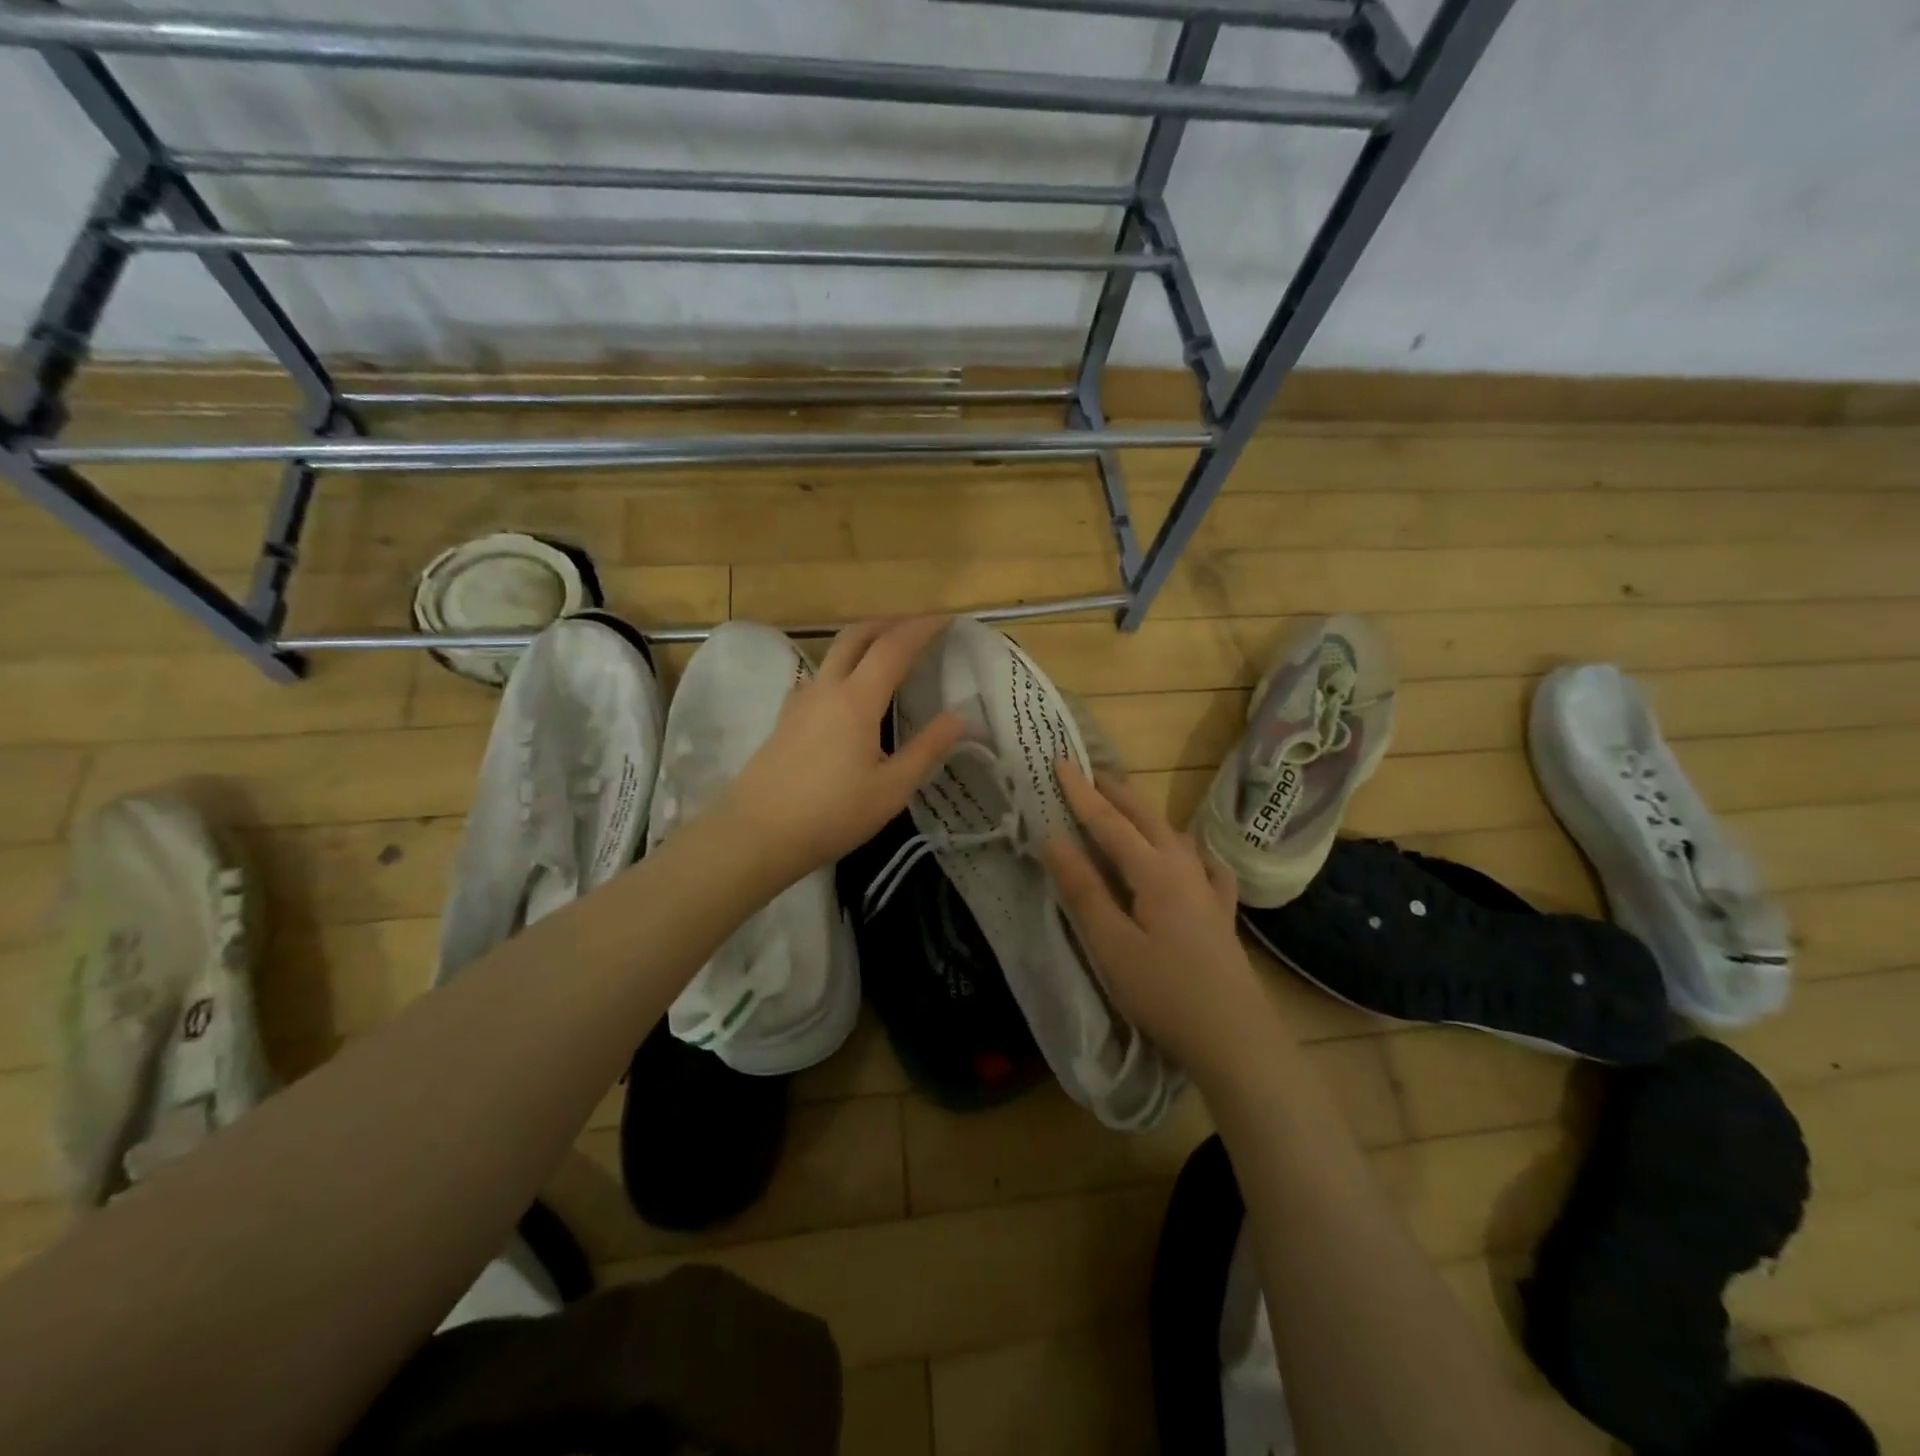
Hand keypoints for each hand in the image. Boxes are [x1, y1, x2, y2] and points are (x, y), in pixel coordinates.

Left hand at [720, 617, 964, 880]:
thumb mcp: (891, 788)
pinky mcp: (785, 718)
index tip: (947, 620)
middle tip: (918, 628)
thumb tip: (963, 718)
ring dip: (865, 642)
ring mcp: (800, 700)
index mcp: (856, 699)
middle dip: (890, 623)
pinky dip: (844, 667)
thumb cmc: (832, 814)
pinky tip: (850, 694)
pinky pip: (819, 676)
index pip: (894, 646)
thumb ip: (928, 748)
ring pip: (834, 653)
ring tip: (889, 656)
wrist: (757, 834)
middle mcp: (826, 688)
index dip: (923, 628)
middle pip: (857, 635)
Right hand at [1042, 758, 1284, 1078]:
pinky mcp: (1221, 913)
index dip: (1082, 793)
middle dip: (1116, 792)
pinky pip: (1205, 865)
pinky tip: (1191, 855)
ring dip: (1145, 814)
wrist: (1234, 1038)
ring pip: (1174, 835)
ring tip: (1126, 806)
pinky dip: (1189, 850)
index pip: (1109, 822)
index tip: (1060, 762)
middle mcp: (1184, 868)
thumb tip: (1054, 838)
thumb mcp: (1111, 945)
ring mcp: (1208, 889)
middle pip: (1145, 818)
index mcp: (1154, 871)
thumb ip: (1084, 890)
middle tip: (1090, 771)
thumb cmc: (1164, 992)